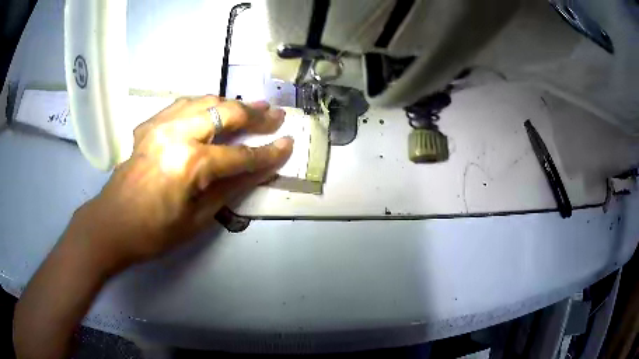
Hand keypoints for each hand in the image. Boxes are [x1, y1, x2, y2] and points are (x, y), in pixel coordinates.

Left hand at [68, 95, 292, 272]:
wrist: (111, 224)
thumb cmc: (155, 232)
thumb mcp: (198, 219)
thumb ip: (231, 188)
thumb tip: (261, 171)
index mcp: (190, 164)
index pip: (240, 155)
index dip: (268, 152)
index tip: (289, 144)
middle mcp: (177, 134)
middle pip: (225, 114)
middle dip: (254, 115)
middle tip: (275, 115)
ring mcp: (160, 125)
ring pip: (204, 101)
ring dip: (231, 103)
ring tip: (251, 106)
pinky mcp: (149, 125)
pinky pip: (182, 105)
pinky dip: (203, 104)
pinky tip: (212, 108)